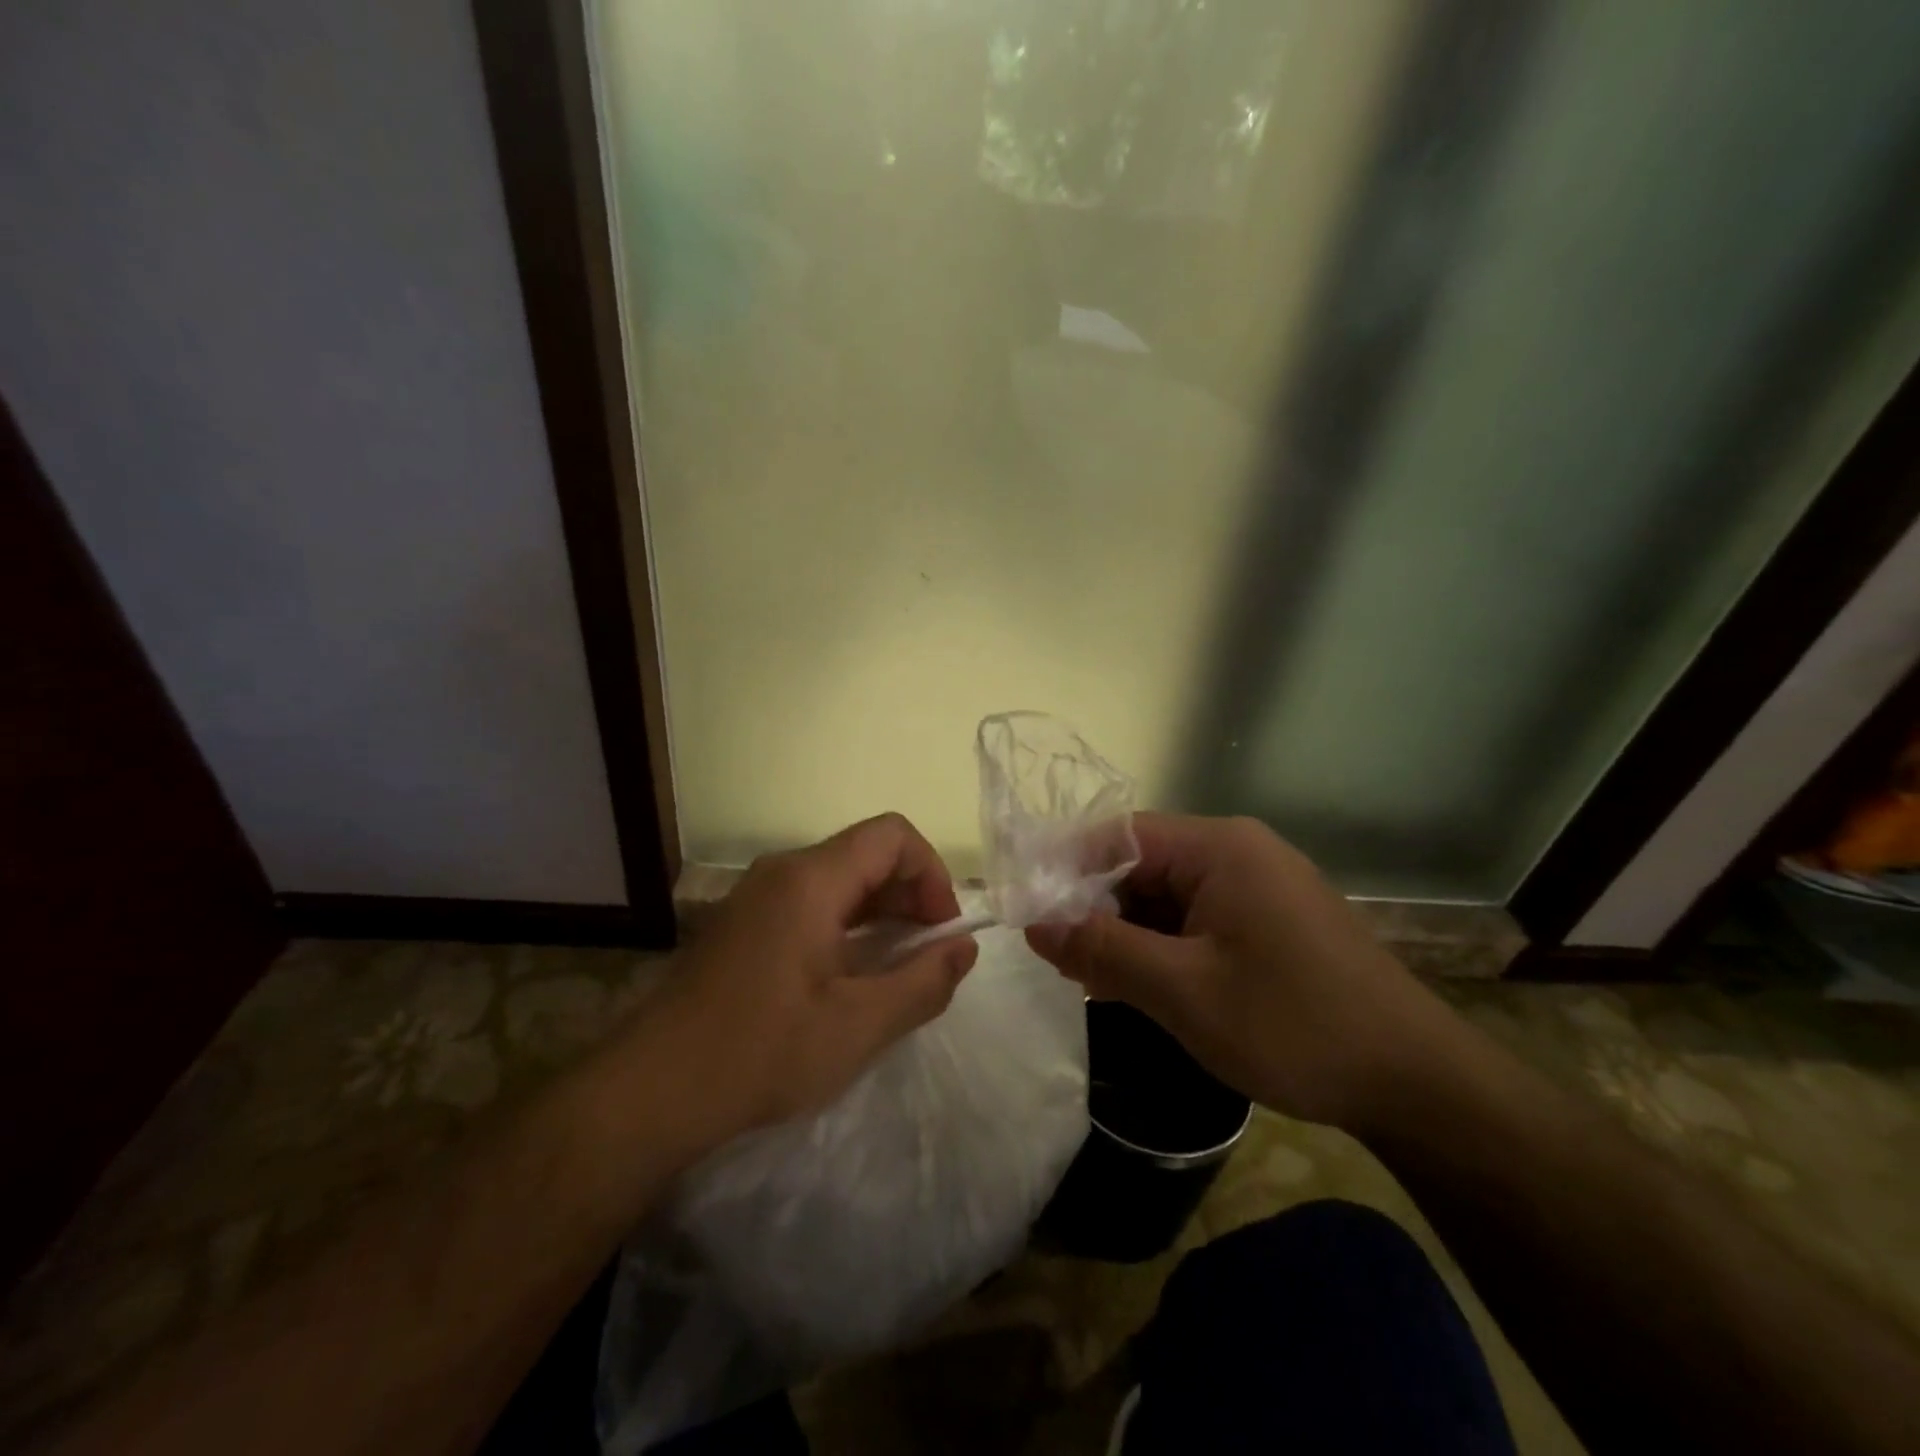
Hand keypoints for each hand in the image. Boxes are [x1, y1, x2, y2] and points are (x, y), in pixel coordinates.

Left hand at [653, 814, 979, 1137]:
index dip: (931, 873)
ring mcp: (757, 896)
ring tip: (896, 968)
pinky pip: (811, 902)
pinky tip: (851, 975)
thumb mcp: (859, 1026)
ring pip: (839, 878)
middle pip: (866, 853)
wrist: (651, 1091)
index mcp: (810, 880)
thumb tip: (965, 948)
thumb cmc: (761, 1052)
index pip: (892, 836)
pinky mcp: (743, 922)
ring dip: (880, 912)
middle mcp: (782, 872)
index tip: (941, 930)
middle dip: (910, 894)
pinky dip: (847, 924)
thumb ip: (923, 982)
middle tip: (927, 955)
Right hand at [1025, 814, 1445, 1130]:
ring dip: (1130, 934)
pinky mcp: (1272, 922)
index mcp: (1220, 848)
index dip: (1068, 871)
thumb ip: (1102, 950)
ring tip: (1096, 981)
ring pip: (1168, 897)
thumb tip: (1035, 925)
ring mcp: (1260, 887)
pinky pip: (1198, 920)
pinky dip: (1165, 948)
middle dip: (1098, 909)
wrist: (1418, 1084)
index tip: (1033, 916)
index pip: (1119, 835)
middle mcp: (1239, 853)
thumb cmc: (1293, 1024)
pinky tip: (1147, 988)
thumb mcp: (1182, 990)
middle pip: (1142, 865)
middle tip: (1062, 961)